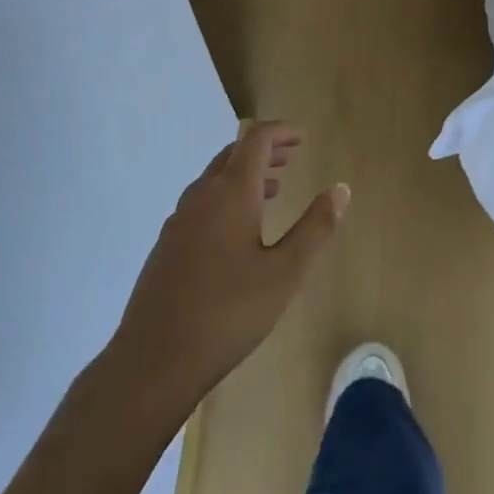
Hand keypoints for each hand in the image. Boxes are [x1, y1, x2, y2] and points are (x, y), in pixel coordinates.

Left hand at [110, 122, 347, 409]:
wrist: (153, 361)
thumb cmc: (229, 313)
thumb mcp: (285, 272)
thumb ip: (315, 228)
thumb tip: (341, 189)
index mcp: (231, 194)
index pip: (256, 141)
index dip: (281, 132)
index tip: (303, 136)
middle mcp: (201, 197)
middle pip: (233, 154)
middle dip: (265, 150)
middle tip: (292, 155)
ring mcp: (178, 221)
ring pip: (214, 179)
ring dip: (245, 174)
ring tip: (275, 189)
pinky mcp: (166, 246)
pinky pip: (202, 203)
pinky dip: (227, 197)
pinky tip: (239, 230)